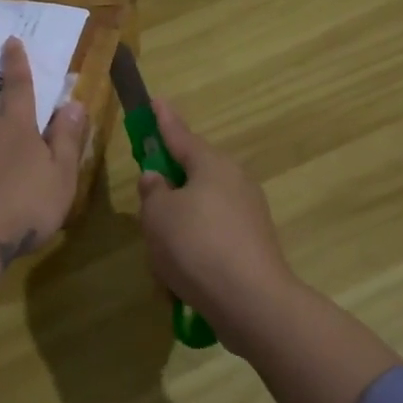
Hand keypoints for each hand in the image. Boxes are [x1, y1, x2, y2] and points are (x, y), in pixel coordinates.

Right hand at [136, 100, 297, 348]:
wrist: (251, 301)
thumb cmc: (196, 247)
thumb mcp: (158, 216)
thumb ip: (152, 192)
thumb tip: (157, 179)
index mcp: (211, 165)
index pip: (180, 135)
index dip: (163, 120)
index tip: (155, 101)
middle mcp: (235, 181)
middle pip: (194, 173)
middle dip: (170, 186)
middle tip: (148, 201)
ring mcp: (249, 213)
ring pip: (202, 209)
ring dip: (180, 224)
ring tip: (161, 253)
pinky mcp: (253, 243)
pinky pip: (214, 236)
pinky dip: (195, 248)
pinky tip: (182, 274)